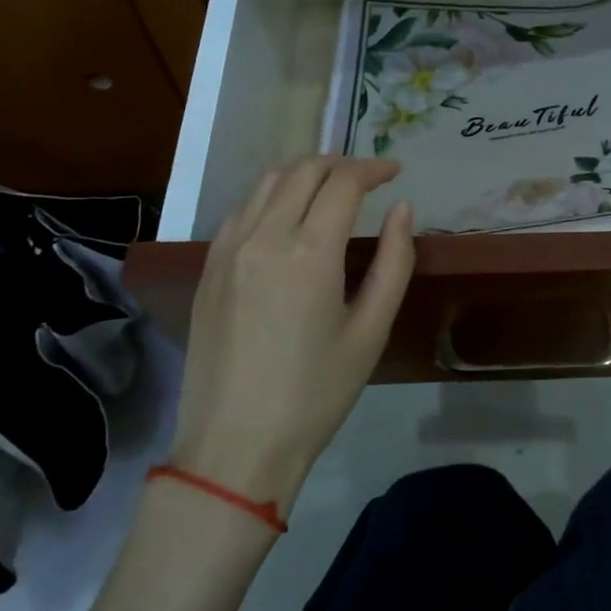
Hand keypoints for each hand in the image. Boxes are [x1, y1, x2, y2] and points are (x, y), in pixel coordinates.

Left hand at [169, 158, 414, 511]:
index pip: (344, 182)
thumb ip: (393, 262)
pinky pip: (242, 209)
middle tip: (368, 178)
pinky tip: (287, 217)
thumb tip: (402, 209)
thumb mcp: (370, 331)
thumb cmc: (314, 394)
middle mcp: (264, 236)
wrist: (234, 447)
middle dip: (341, 163)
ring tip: (330, 188)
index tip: (394, 171)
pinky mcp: (208, 268)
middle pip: (304, 170)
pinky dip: (271, 196)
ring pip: (267, 182)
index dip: (373, 168)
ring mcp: (228, 249)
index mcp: (309, 250)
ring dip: (304, 173)